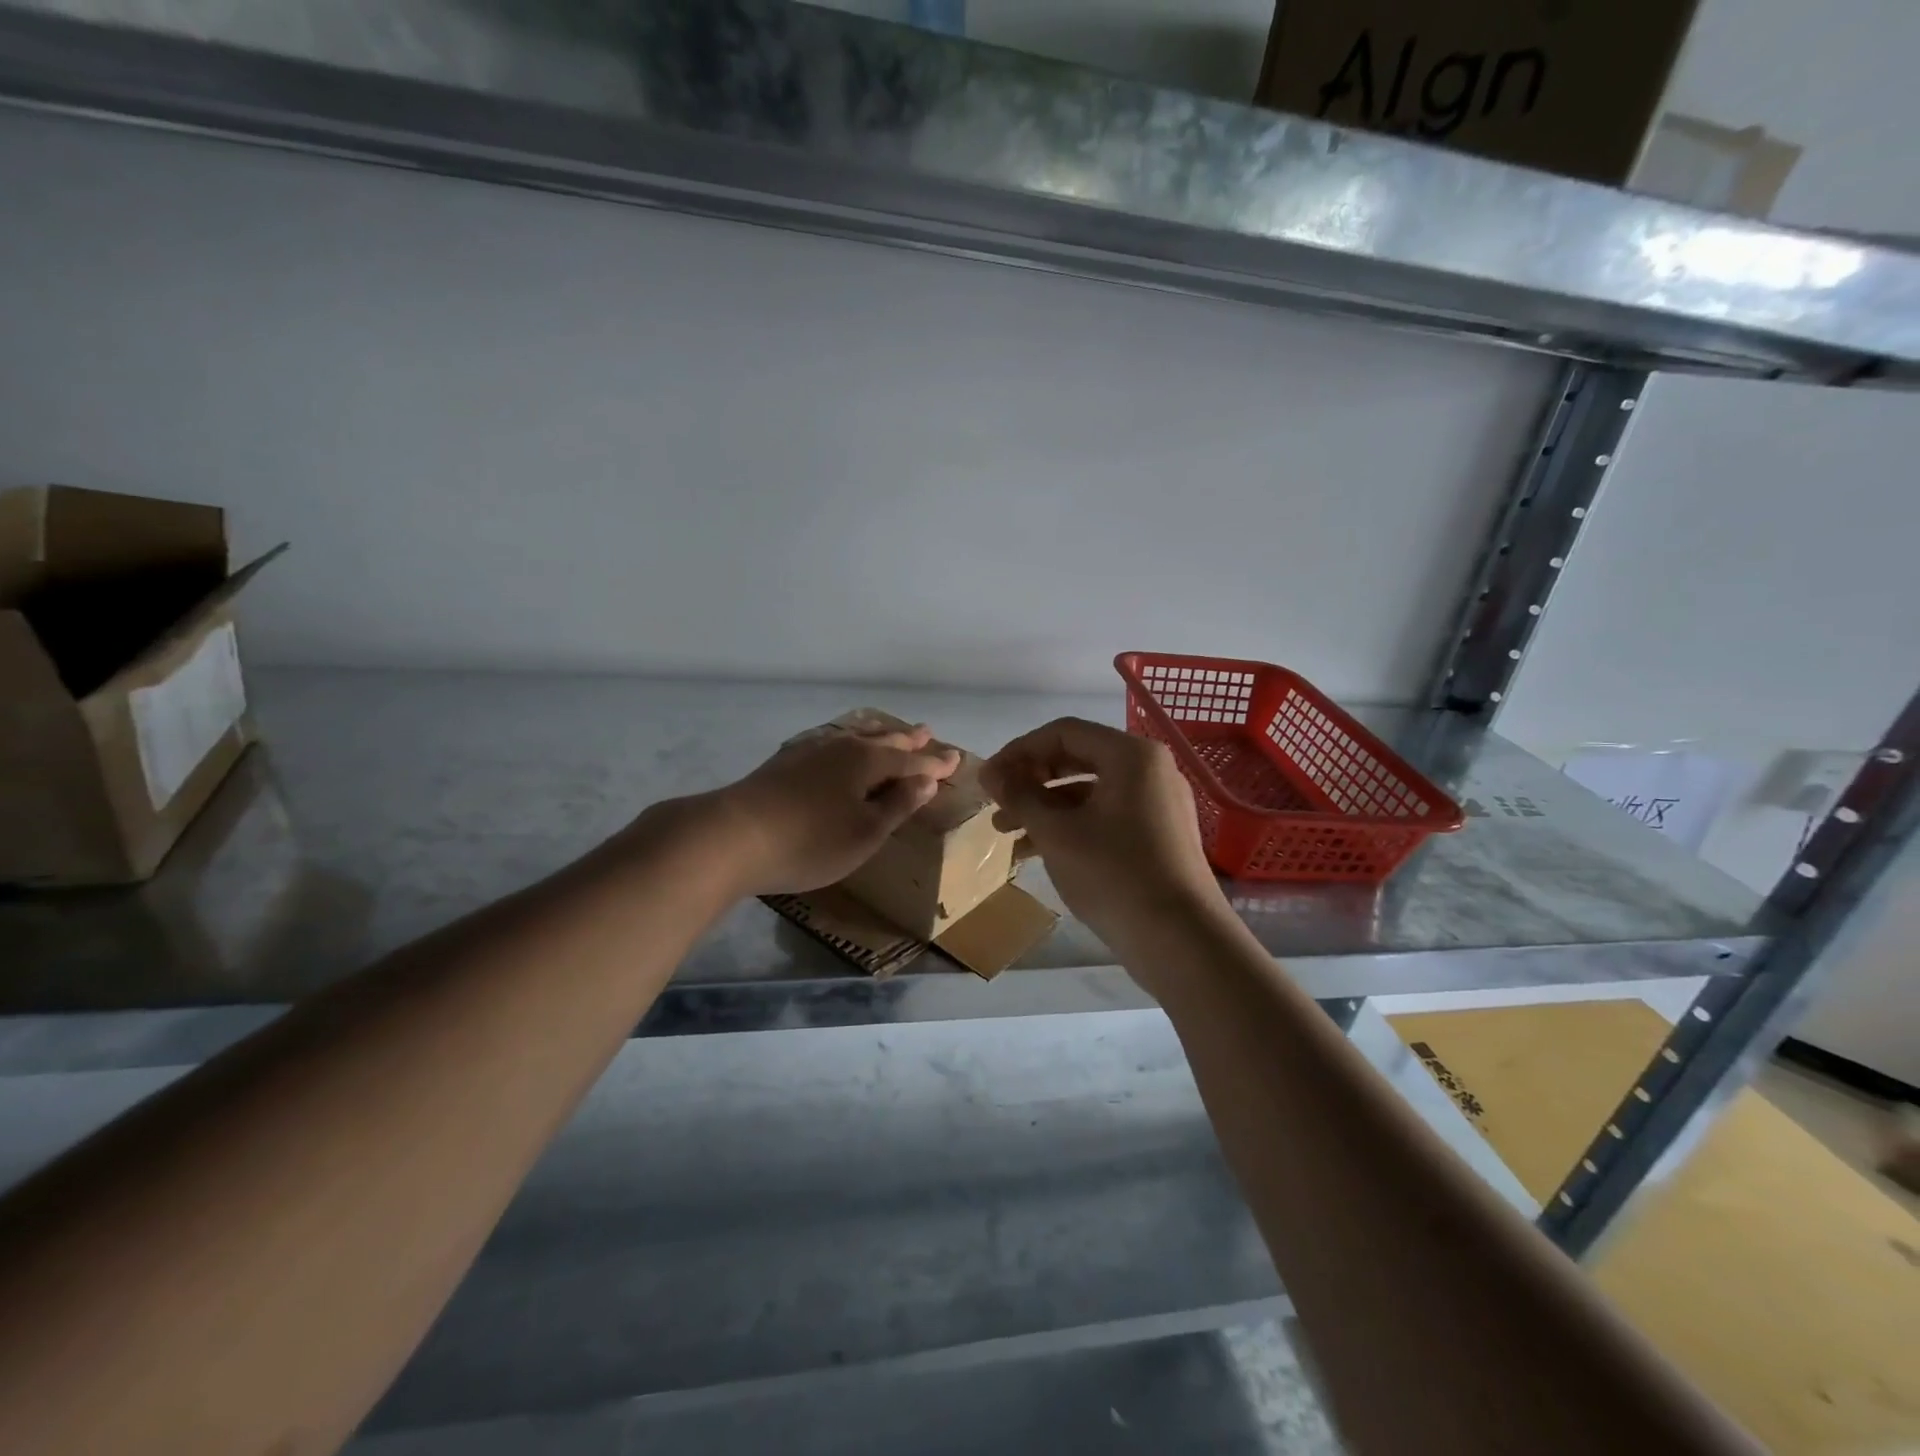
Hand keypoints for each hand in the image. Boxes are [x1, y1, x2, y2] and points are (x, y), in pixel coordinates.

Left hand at [658, 723, 959, 897]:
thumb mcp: (865, 832)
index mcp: (866, 762)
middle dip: (906, 739)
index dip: (934, 763)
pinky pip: (829, 744)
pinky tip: (836, 748)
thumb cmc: (809, 841)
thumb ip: (897, 805)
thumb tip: (926, 781)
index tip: (955, 759)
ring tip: (888, 731)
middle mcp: (840, 747)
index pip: (910, 761)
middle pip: (881, 740)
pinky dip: (846, 743)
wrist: (731, 837)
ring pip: (852, 737)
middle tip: (926, 732)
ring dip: (876, 735)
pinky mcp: (783, 764)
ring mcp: (808, 752)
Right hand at [981, 718, 1223, 946]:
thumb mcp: (1057, 833)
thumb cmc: (1114, 875)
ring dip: (1045, 808)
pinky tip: (1038, 853)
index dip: (1018, 751)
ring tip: (1007, 834)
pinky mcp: (1159, 835)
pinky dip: (1071, 827)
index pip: (1063, 732)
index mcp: (1131, 755)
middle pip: (1077, 759)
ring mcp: (1158, 803)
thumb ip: (1020, 796)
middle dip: (1030, 781)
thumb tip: (990, 773)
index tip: (988, 779)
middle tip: (997, 805)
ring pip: (1089, 791)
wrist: (1181, 942)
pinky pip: (1106, 816)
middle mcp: (1149, 769)